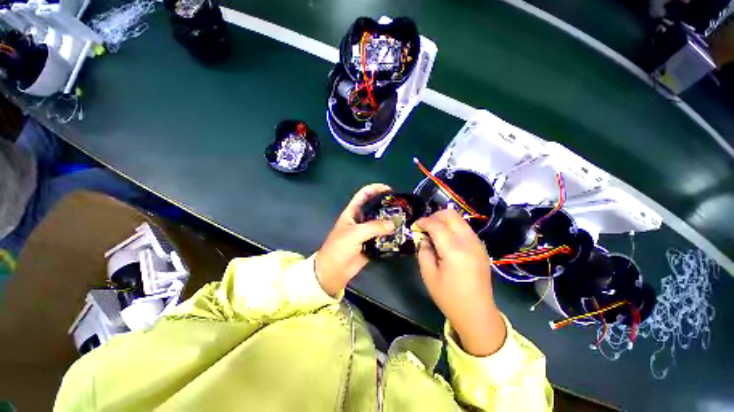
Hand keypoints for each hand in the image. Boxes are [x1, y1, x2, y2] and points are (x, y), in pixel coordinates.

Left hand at [316, 184, 395, 296]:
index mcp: (352, 212)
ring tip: (404, 221)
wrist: (333, 271)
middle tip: (402, 208)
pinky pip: (382, 237)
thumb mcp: (355, 233)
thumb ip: (374, 227)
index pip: (364, 194)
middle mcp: (360, 220)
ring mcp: (365, 233)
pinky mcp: (370, 244)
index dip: (375, 189)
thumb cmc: (339, 247)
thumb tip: (394, 224)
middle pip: (375, 208)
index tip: (389, 190)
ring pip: (380, 224)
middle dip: (387, 207)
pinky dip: (390, 236)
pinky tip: (400, 235)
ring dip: (390, 223)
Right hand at [415, 210, 506, 355]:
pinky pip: (465, 229)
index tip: (416, 225)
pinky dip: (453, 228)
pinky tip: (446, 241)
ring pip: (460, 220)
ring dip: (445, 222)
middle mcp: (468, 242)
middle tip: (425, 226)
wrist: (477, 313)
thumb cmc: (449, 297)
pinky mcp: (481, 248)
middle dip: (435, 216)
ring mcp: (478, 244)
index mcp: (454, 250)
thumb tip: (424, 239)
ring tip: (435, 234)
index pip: (436, 225)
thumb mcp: (428, 275)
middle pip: (451, 215)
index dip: (423, 221)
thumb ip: (424, 252)